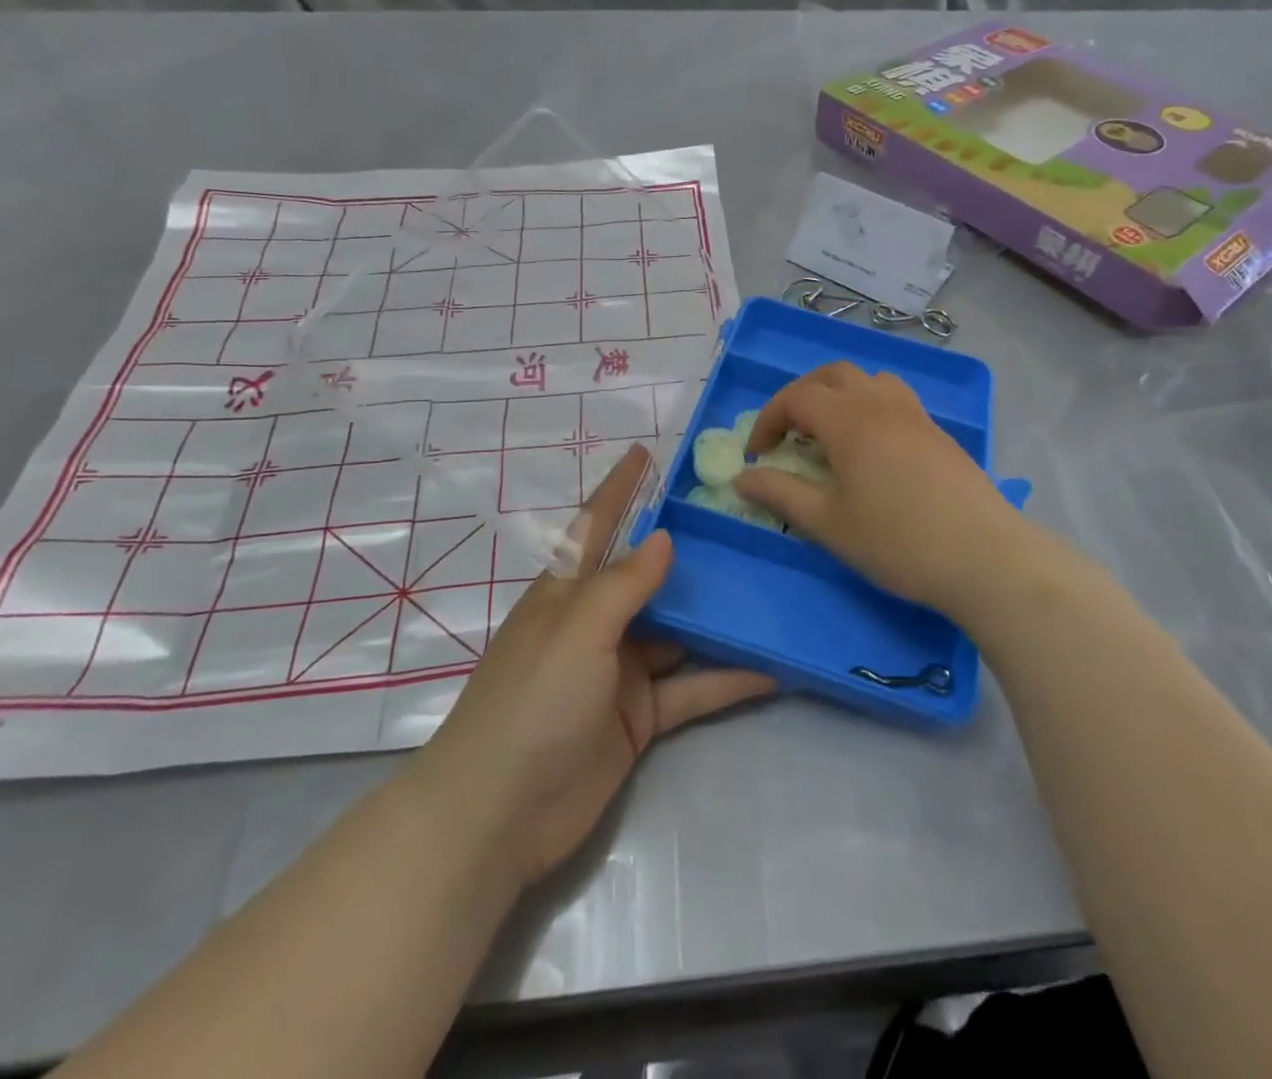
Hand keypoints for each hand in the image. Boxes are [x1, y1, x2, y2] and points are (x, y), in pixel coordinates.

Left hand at [413, 445, 775, 888]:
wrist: (498, 818)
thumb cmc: (532, 704)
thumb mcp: (577, 632)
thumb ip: (623, 584)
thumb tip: (664, 537)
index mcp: (568, 593)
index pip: (597, 526)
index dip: (620, 488)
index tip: (646, 453)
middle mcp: (596, 624)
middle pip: (650, 577)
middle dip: (689, 552)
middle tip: (742, 522)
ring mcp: (620, 671)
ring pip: (679, 632)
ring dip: (718, 617)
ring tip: (770, 589)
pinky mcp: (640, 717)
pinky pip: (691, 689)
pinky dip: (727, 679)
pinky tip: (772, 668)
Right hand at [735, 363, 1042, 621]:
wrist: (984, 556)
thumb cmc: (898, 541)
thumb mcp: (828, 523)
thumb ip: (780, 494)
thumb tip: (741, 478)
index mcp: (850, 421)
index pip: (797, 397)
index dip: (768, 419)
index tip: (757, 455)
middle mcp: (881, 404)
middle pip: (833, 375)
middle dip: (801, 396)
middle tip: (788, 434)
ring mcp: (915, 415)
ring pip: (869, 380)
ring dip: (840, 394)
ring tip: (830, 434)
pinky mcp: (938, 432)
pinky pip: (895, 398)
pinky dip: (870, 406)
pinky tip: (872, 449)